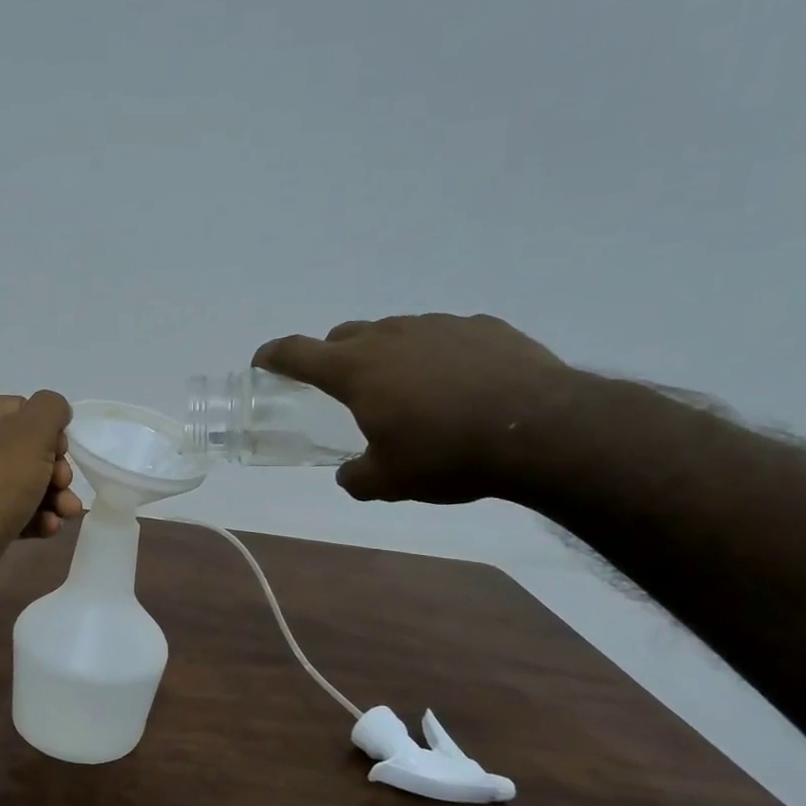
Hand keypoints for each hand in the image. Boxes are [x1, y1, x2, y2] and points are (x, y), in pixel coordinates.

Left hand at [0, 393, 84, 587]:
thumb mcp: (31, 432)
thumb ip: (50, 408)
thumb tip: (55, 412)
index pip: (23, 410)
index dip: (50, 431)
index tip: (62, 453)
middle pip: (27, 449)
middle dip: (56, 470)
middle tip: (63, 485)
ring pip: (24, 483)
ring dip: (52, 497)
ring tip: (65, 513)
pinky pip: (12, 511)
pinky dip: (34, 518)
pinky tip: (48, 529)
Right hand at [254, 314, 574, 503]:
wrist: (543, 431)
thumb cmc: (448, 455)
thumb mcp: (390, 481)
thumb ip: (356, 477)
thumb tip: (348, 475)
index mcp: (356, 370)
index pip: (297, 352)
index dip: (273, 357)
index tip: (263, 363)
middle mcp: (390, 336)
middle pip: (344, 335)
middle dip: (333, 358)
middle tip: (345, 390)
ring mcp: (439, 325)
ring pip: (395, 332)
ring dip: (388, 356)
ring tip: (410, 392)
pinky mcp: (482, 326)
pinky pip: (444, 336)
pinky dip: (437, 356)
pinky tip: (460, 385)